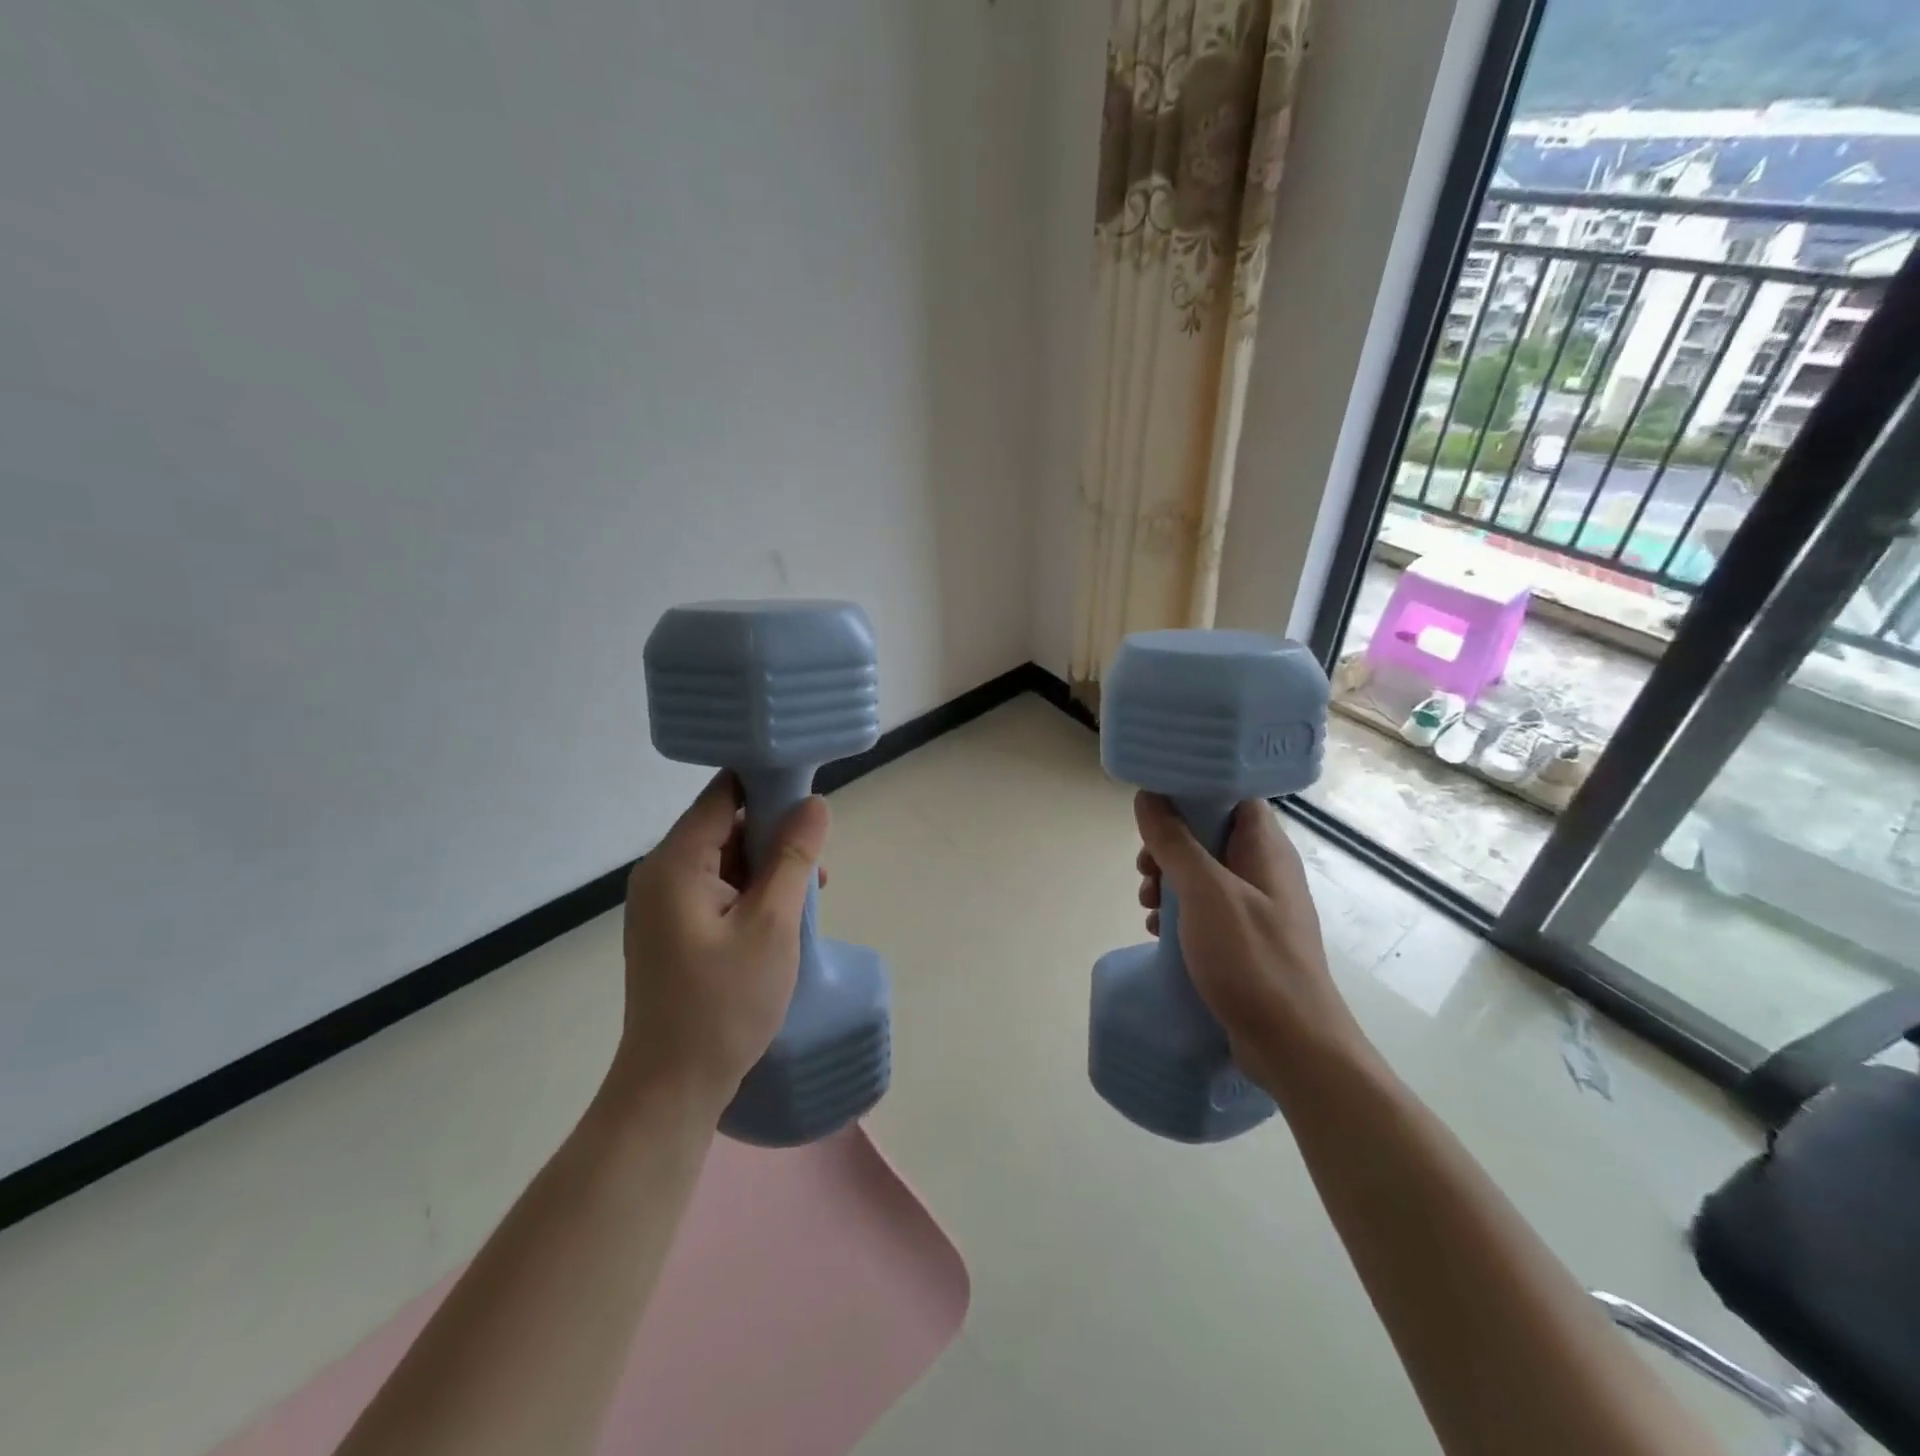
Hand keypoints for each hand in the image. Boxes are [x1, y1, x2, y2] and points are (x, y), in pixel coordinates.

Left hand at [613, 771, 829, 1112]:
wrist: (672, 1088)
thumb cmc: (724, 1003)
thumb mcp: (772, 924)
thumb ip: (793, 857)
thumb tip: (815, 802)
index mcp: (675, 863)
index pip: (723, 794)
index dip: (768, 783)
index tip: (811, 793)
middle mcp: (661, 874)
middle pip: (725, 825)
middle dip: (774, 835)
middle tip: (816, 863)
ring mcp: (664, 904)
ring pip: (725, 860)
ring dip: (768, 868)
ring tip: (809, 895)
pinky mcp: (673, 929)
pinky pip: (718, 890)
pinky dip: (752, 893)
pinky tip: (783, 918)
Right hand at [1133, 792, 1364, 1094]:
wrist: (1293, 1047)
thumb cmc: (1252, 960)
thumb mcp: (1206, 894)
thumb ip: (1175, 843)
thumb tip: (1148, 797)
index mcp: (1265, 849)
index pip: (1232, 796)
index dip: (1192, 795)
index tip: (1154, 811)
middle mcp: (1265, 871)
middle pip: (1210, 835)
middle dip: (1170, 846)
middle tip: (1145, 870)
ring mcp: (1258, 908)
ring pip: (1204, 874)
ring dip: (1170, 882)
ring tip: (1146, 904)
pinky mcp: (1247, 940)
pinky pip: (1207, 909)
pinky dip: (1180, 913)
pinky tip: (1157, 932)